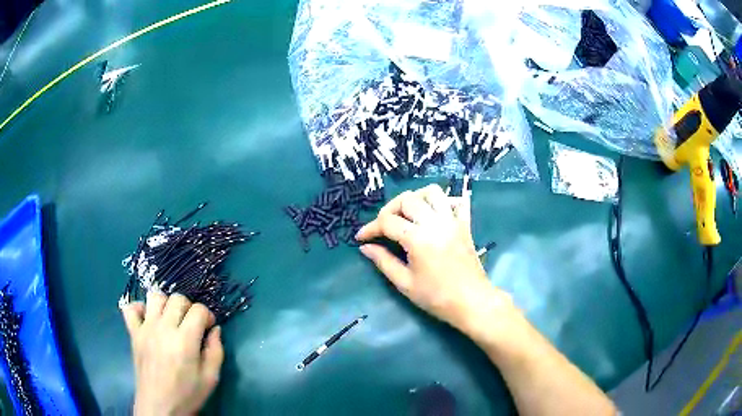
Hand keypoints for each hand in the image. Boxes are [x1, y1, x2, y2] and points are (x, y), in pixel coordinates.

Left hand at [121, 292, 223, 415]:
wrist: (159, 407)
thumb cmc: (187, 395)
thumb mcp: (211, 378)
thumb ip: (216, 351)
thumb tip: (215, 330)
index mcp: (185, 340)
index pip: (198, 309)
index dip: (207, 315)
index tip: (208, 328)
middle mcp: (164, 328)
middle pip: (177, 299)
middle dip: (189, 308)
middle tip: (191, 325)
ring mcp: (145, 329)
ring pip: (155, 296)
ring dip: (166, 304)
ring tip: (171, 320)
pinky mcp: (133, 333)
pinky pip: (130, 308)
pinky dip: (139, 308)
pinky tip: (148, 319)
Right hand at [356, 184, 512, 332]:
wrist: (471, 302)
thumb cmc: (436, 297)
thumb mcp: (405, 283)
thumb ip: (383, 261)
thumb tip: (365, 247)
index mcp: (418, 238)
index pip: (387, 222)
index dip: (370, 228)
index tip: (361, 238)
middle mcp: (435, 222)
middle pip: (407, 199)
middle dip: (389, 209)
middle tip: (383, 227)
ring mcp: (452, 221)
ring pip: (432, 192)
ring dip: (415, 198)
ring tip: (408, 215)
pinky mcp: (465, 224)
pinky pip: (456, 201)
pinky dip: (444, 201)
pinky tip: (435, 214)